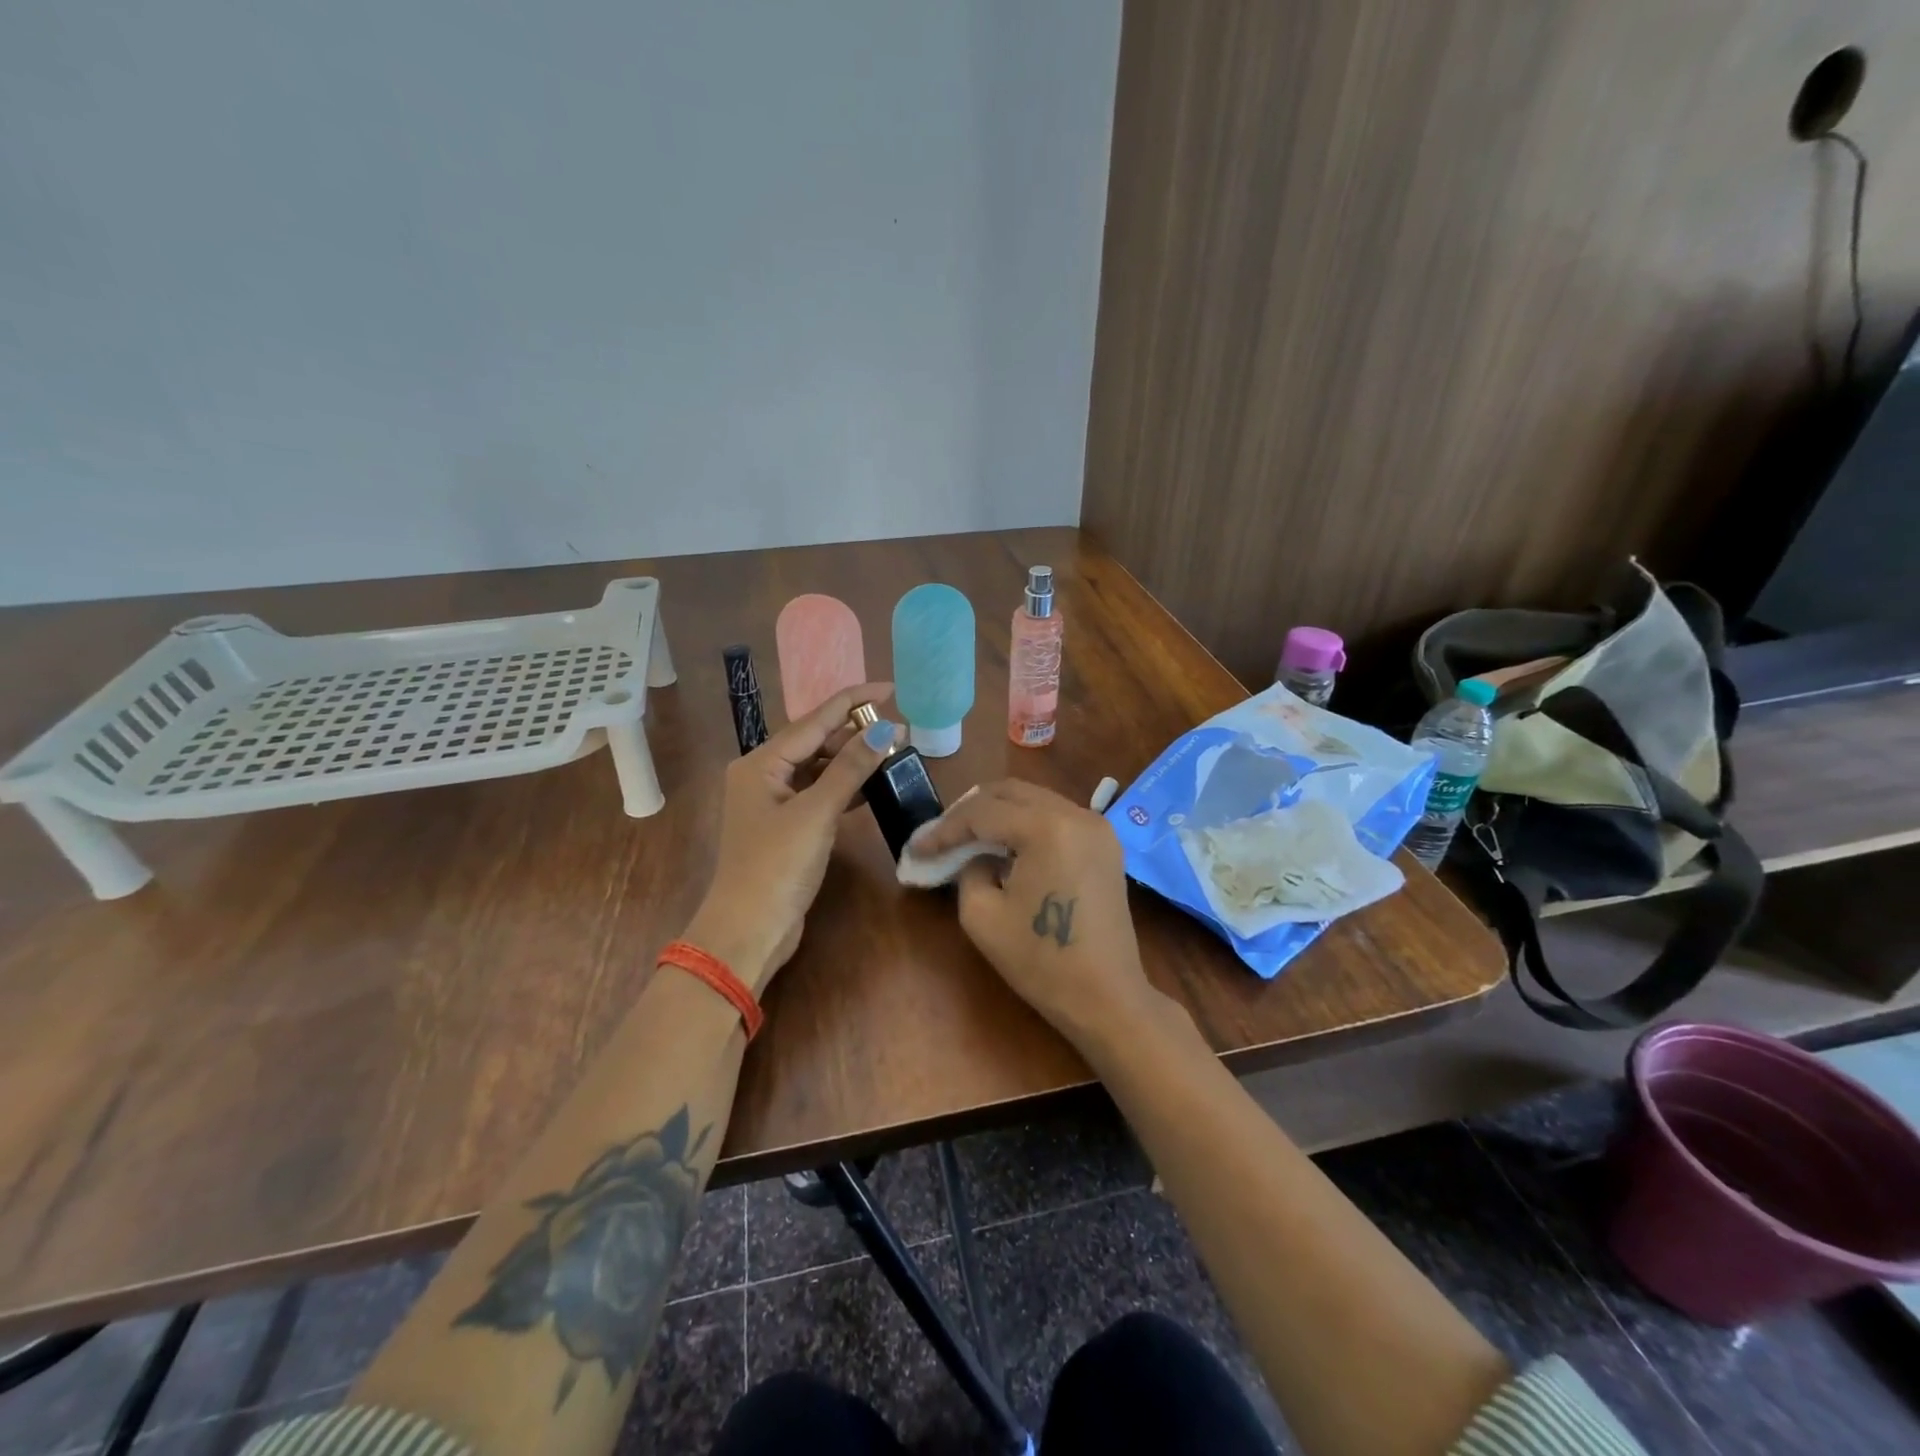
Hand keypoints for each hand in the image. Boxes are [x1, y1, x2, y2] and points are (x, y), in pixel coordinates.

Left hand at [685, 682, 901, 990]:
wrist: (749, 929)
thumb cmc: (777, 865)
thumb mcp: (817, 812)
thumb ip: (850, 768)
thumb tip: (885, 728)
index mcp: (760, 762)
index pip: (813, 720)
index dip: (852, 701)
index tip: (889, 688)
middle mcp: (762, 775)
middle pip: (814, 741)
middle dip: (854, 733)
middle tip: (897, 729)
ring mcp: (772, 802)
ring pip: (818, 768)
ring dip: (851, 760)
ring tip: (890, 752)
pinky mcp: (785, 826)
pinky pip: (818, 793)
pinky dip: (843, 787)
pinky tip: (871, 786)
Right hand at [910, 780, 1160, 1051]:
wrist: (1107, 997)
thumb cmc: (1040, 961)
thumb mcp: (982, 915)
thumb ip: (969, 870)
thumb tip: (976, 855)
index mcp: (1046, 827)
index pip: (982, 813)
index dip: (944, 829)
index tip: (917, 848)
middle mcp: (1076, 813)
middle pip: (1010, 791)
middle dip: (970, 809)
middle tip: (942, 834)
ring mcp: (1097, 826)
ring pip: (1035, 799)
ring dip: (999, 813)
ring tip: (969, 838)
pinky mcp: (1106, 843)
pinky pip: (1056, 816)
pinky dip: (1026, 823)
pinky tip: (1006, 846)